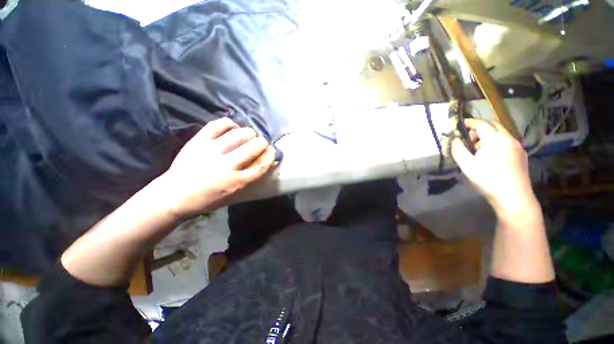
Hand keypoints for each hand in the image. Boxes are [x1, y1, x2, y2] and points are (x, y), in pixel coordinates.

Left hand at [156, 118, 275, 219]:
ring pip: (239, 134)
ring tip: (249, 135)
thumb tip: (265, 161)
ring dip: (250, 133)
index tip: (272, 150)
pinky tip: (233, 128)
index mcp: (237, 182)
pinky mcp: (198, 141)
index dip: (270, 154)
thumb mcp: (235, 195)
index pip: (262, 164)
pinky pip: (218, 125)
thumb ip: (250, 178)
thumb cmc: (208, 199)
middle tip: (261, 143)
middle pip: (254, 146)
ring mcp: (211, 151)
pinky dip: (230, 123)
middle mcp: (227, 165)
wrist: (174, 195)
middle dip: (262, 142)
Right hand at [451, 119, 538, 218]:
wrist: (514, 198)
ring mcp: (517, 147)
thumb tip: (454, 140)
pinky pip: (506, 142)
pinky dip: (495, 143)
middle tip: (467, 139)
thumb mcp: (467, 165)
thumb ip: (458, 149)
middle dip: (479, 129)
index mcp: (496, 139)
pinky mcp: (521, 155)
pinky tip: (490, 157)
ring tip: (477, 150)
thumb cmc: (488, 180)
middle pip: (493, 126)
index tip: (459, 124)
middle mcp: (509, 139)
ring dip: (487, 137)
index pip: (481, 124)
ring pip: (500, 134)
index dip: (469, 123)